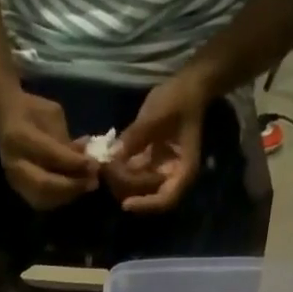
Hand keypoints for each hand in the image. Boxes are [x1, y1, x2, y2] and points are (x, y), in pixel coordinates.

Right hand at [0, 90, 98, 209]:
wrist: (6, 119)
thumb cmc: (32, 111)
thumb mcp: (52, 116)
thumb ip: (66, 140)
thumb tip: (87, 159)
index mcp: (19, 137)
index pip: (50, 155)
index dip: (74, 163)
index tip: (95, 164)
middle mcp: (14, 163)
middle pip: (44, 185)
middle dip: (71, 186)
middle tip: (92, 183)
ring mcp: (14, 180)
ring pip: (43, 198)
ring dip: (67, 196)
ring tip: (85, 187)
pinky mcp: (18, 190)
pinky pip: (41, 202)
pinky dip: (59, 199)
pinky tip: (73, 190)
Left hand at [109, 71, 210, 212]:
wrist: (188, 86)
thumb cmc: (180, 99)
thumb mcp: (158, 114)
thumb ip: (136, 135)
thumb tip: (113, 155)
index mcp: (182, 170)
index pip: (165, 200)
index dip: (145, 205)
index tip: (126, 204)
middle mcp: (170, 177)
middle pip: (145, 196)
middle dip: (125, 186)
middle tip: (106, 169)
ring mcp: (157, 172)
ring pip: (134, 188)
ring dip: (118, 179)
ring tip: (104, 162)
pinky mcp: (147, 164)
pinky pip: (130, 174)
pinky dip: (118, 169)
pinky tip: (106, 159)